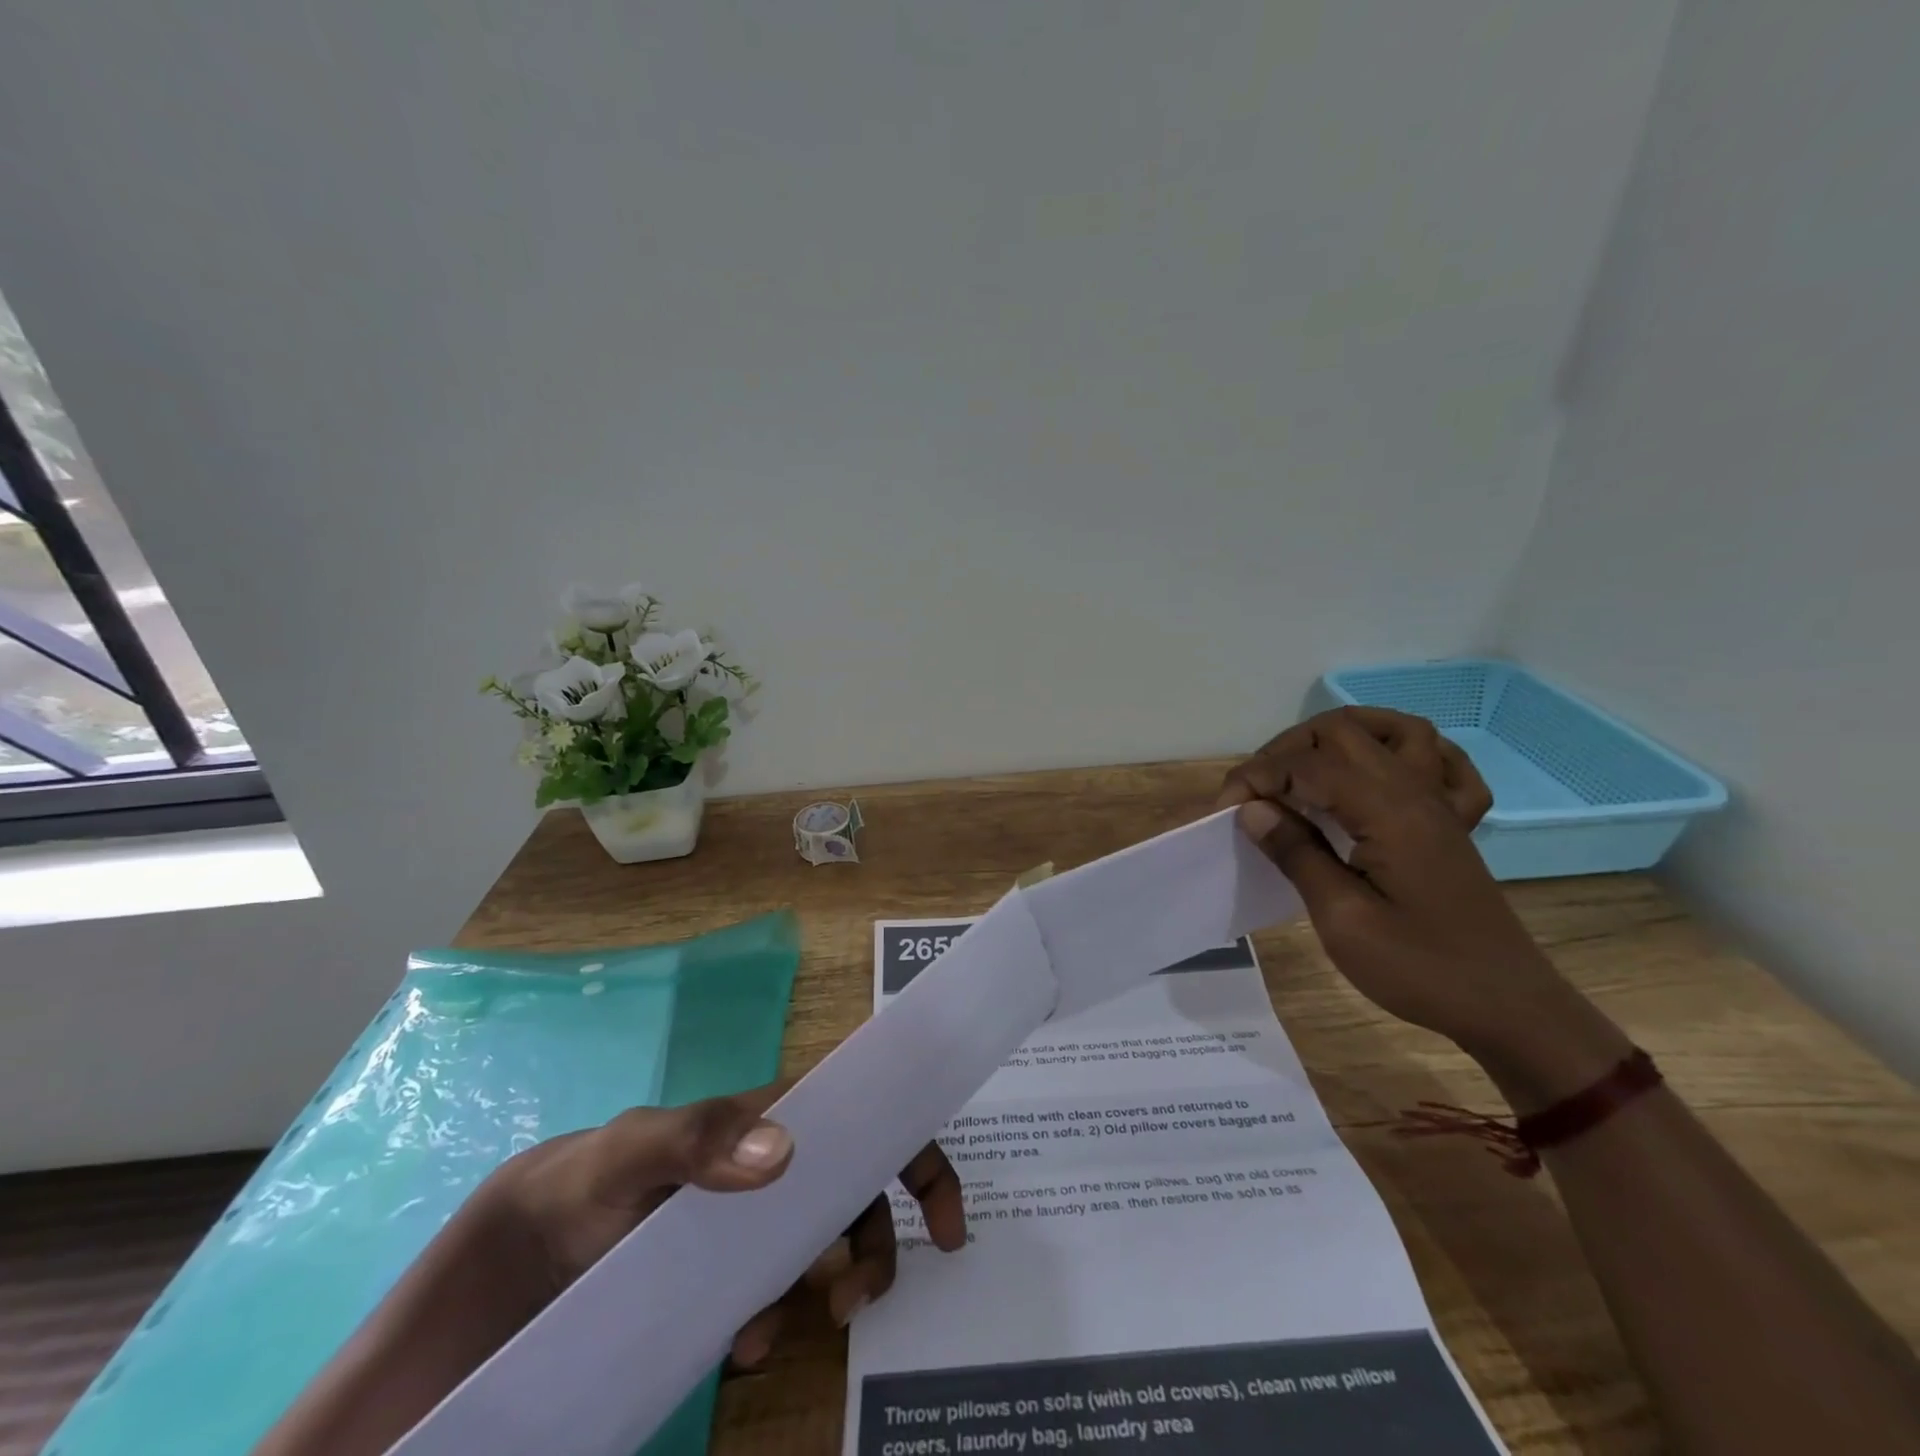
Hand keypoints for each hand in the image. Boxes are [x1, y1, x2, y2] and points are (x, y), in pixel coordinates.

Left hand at [482, 1085, 966, 1366]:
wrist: (505, 1273)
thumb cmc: (575, 1189)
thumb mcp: (624, 1154)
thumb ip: (694, 1138)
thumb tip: (786, 1148)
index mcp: (762, 1120)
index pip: (855, 1108)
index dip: (909, 1144)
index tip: (945, 1211)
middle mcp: (769, 1166)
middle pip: (857, 1185)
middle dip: (880, 1234)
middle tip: (865, 1297)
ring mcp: (750, 1225)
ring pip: (824, 1246)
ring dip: (831, 1287)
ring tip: (787, 1337)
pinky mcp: (726, 1278)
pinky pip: (779, 1297)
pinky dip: (779, 1323)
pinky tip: (743, 1351)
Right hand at [1220, 707, 1628, 1096]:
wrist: (1507, 1006)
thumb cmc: (1420, 969)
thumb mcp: (1343, 920)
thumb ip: (1296, 854)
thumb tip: (1252, 809)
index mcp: (1386, 811)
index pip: (1307, 765)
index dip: (1257, 777)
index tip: (1225, 810)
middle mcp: (1414, 791)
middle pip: (1342, 731)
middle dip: (1286, 750)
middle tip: (1255, 792)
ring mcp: (1438, 803)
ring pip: (1392, 731)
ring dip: (1340, 736)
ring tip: (1304, 766)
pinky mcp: (1449, 822)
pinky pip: (1437, 761)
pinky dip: (1401, 751)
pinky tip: (1375, 773)